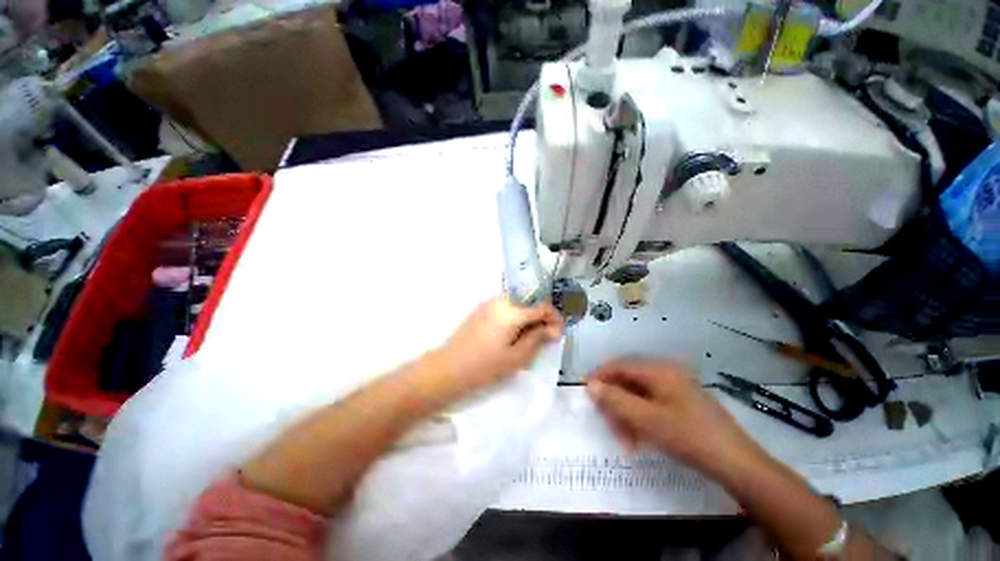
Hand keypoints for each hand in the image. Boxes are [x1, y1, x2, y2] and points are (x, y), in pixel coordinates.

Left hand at [438, 297, 562, 396]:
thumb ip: (537, 338)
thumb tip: (551, 329)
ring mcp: (489, 303)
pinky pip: (506, 307)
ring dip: (529, 316)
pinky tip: (515, 332)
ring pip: (518, 303)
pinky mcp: (482, 309)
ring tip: (531, 336)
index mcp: (512, 310)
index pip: (542, 306)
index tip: (558, 334)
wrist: (450, 367)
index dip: (554, 318)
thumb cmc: (486, 365)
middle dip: (542, 317)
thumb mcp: (517, 356)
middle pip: (530, 301)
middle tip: (546, 336)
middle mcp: (501, 300)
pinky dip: (516, 316)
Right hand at [586, 359, 764, 479]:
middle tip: (607, 423)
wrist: (737, 463)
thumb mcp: (647, 420)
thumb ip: (616, 400)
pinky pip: (653, 405)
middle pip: (629, 381)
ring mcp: (677, 388)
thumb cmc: (689, 436)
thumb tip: (590, 385)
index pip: (620, 366)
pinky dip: (642, 419)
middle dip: (615, 402)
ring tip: (624, 438)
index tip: (586, 392)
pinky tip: (640, 438)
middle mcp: (667, 373)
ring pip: (640, 395)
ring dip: (627, 414)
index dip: (600, 377)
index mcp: (659, 371)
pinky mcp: (683, 403)